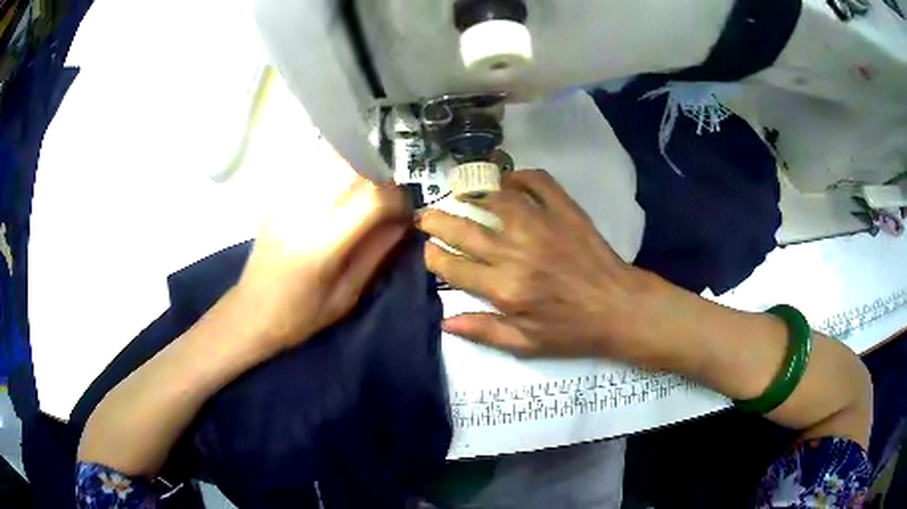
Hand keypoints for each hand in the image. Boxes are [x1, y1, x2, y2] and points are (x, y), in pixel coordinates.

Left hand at [235, 171, 408, 353]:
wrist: (251, 312)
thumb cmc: (300, 315)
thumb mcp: (346, 295)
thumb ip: (376, 253)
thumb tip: (402, 222)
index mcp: (323, 244)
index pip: (371, 199)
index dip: (397, 199)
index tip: (405, 211)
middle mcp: (304, 213)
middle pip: (353, 170)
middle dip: (380, 181)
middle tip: (387, 202)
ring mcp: (287, 201)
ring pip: (333, 162)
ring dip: (358, 172)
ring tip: (364, 195)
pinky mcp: (278, 198)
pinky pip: (313, 169)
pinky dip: (335, 172)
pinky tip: (338, 192)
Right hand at [416, 170, 648, 358]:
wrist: (619, 308)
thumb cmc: (572, 330)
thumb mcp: (526, 344)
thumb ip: (484, 331)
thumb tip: (444, 322)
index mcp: (504, 288)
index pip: (453, 267)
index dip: (433, 257)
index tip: (428, 251)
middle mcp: (516, 252)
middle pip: (464, 230)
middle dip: (437, 220)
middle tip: (426, 215)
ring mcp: (542, 226)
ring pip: (496, 199)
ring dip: (472, 192)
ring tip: (459, 191)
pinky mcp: (565, 211)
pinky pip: (538, 182)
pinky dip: (519, 176)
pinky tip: (508, 179)